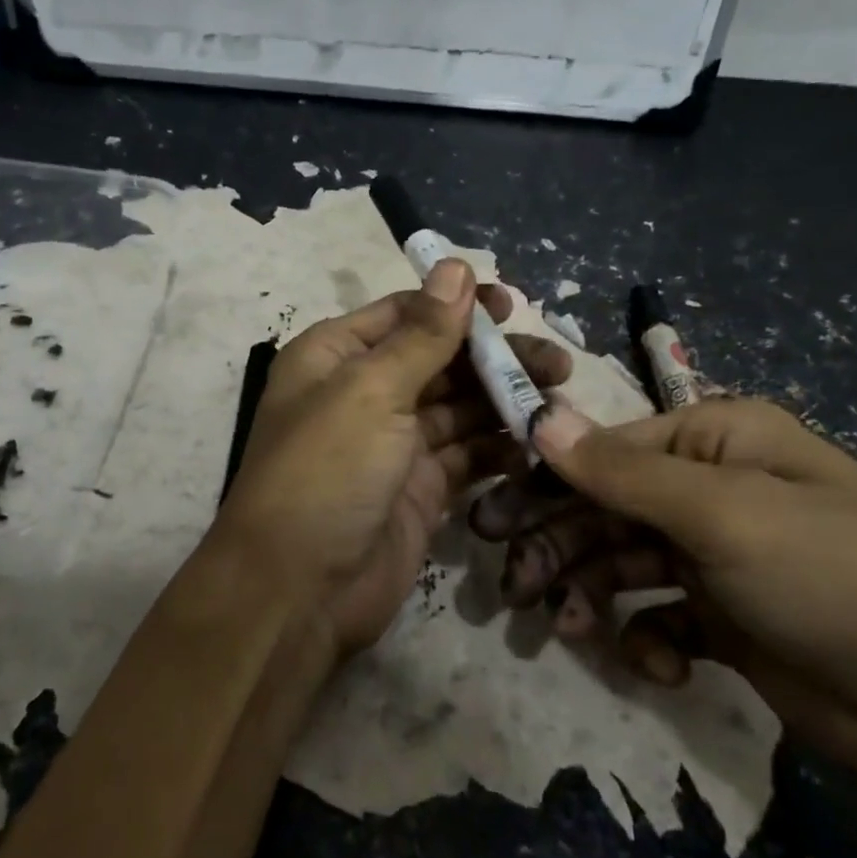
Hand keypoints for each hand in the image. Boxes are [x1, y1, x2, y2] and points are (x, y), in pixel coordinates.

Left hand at [217, 260, 571, 660]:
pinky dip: (498, 448)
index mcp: (336, 357)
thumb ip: (422, 334)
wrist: (299, 592)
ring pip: (459, 408)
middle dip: (494, 358)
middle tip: (555, 363)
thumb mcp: (370, 391)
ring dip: (504, 402)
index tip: (512, 307)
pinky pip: (466, 456)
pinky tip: (536, 443)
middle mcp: (363, 394)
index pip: (405, 315)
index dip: (457, 307)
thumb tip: (454, 266)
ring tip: (557, 398)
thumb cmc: (326, 473)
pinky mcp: (420, 490)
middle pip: (439, 360)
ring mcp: (393, 445)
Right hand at [470, 398, 856, 782]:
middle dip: (555, 543)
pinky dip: (643, 637)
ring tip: (563, 626)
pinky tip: (655, 663)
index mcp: (717, 441)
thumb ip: (623, 471)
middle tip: (508, 584)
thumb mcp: (725, 514)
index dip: (546, 480)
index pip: (606, 450)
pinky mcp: (726, 620)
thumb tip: (538, 416)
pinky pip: (658, 616)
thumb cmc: (836, 576)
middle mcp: (713, 490)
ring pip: (622, 563)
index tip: (492, 518)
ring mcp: (719, 558)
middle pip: (606, 508)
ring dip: (587, 591)